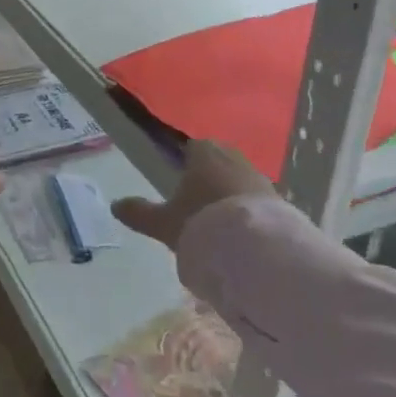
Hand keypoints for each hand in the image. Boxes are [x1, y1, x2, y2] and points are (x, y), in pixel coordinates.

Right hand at [114, 140, 274, 251]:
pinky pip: (258, 201)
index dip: (186, 162)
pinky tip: (242, 235)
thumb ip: (140, 213)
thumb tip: (115, 205)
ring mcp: (260, 178)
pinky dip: (249, 212)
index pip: (193, 147)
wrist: (255, 249)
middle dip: (210, 177)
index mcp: (204, 152)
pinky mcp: (281, 201)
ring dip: (231, 195)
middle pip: (219, 161)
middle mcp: (234, 157)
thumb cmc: (202, 224)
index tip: (180, 182)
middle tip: (198, 205)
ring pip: (240, 180)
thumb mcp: (165, 223)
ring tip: (220, 224)